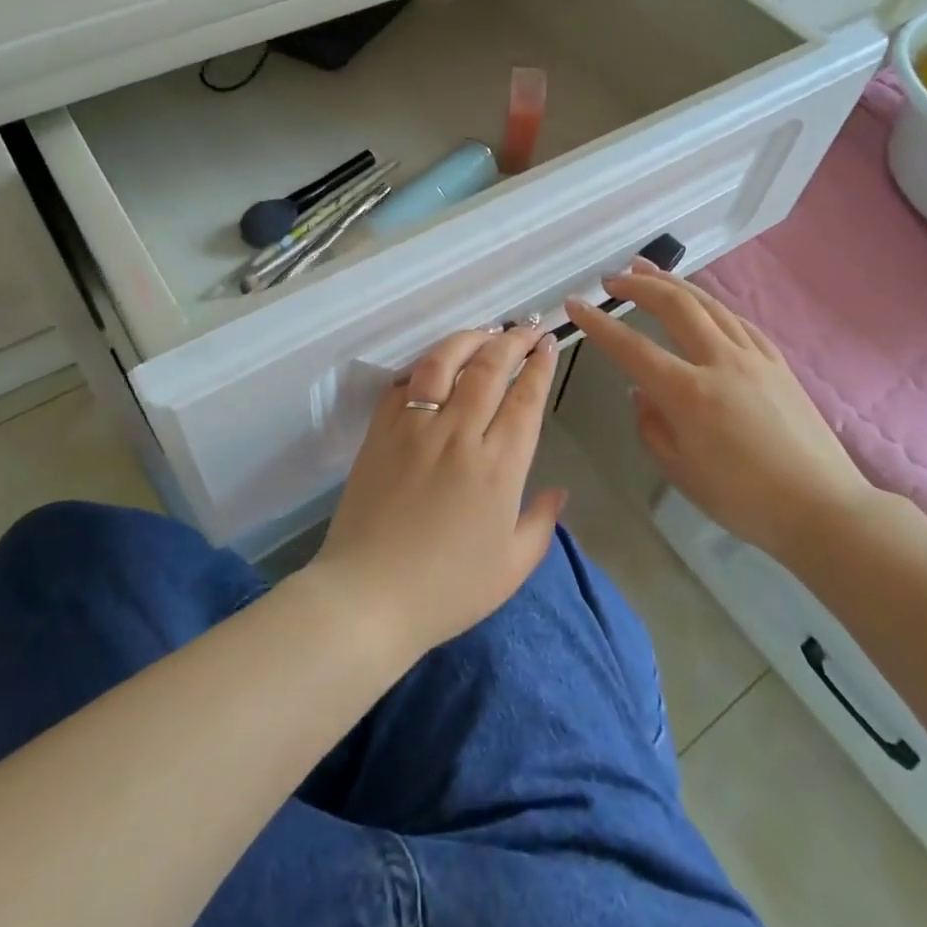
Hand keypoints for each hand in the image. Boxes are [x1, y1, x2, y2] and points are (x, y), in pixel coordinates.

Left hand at [309, 325, 565, 657]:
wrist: (368, 597)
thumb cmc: (447, 590)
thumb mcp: (511, 567)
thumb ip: (541, 523)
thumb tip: (559, 492)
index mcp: (498, 466)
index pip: (525, 398)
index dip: (539, 365)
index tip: (547, 344)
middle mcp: (459, 434)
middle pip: (488, 368)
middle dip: (512, 340)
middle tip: (526, 329)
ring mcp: (414, 428)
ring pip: (443, 362)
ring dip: (468, 339)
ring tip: (485, 331)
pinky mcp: (379, 432)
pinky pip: (403, 384)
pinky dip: (423, 367)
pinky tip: (435, 364)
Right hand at [566, 262, 875, 557]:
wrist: (822, 507)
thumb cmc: (743, 499)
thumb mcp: (680, 470)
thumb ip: (651, 425)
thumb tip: (642, 392)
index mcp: (688, 393)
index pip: (631, 347)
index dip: (598, 324)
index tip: (575, 305)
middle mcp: (720, 362)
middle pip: (675, 305)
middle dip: (638, 285)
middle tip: (611, 279)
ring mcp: (753, 356)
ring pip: (708, 303)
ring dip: (673, 282)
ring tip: (646, 269)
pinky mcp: (777, 361)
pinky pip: (736, 319)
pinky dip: (709, 303)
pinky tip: (700, 302)